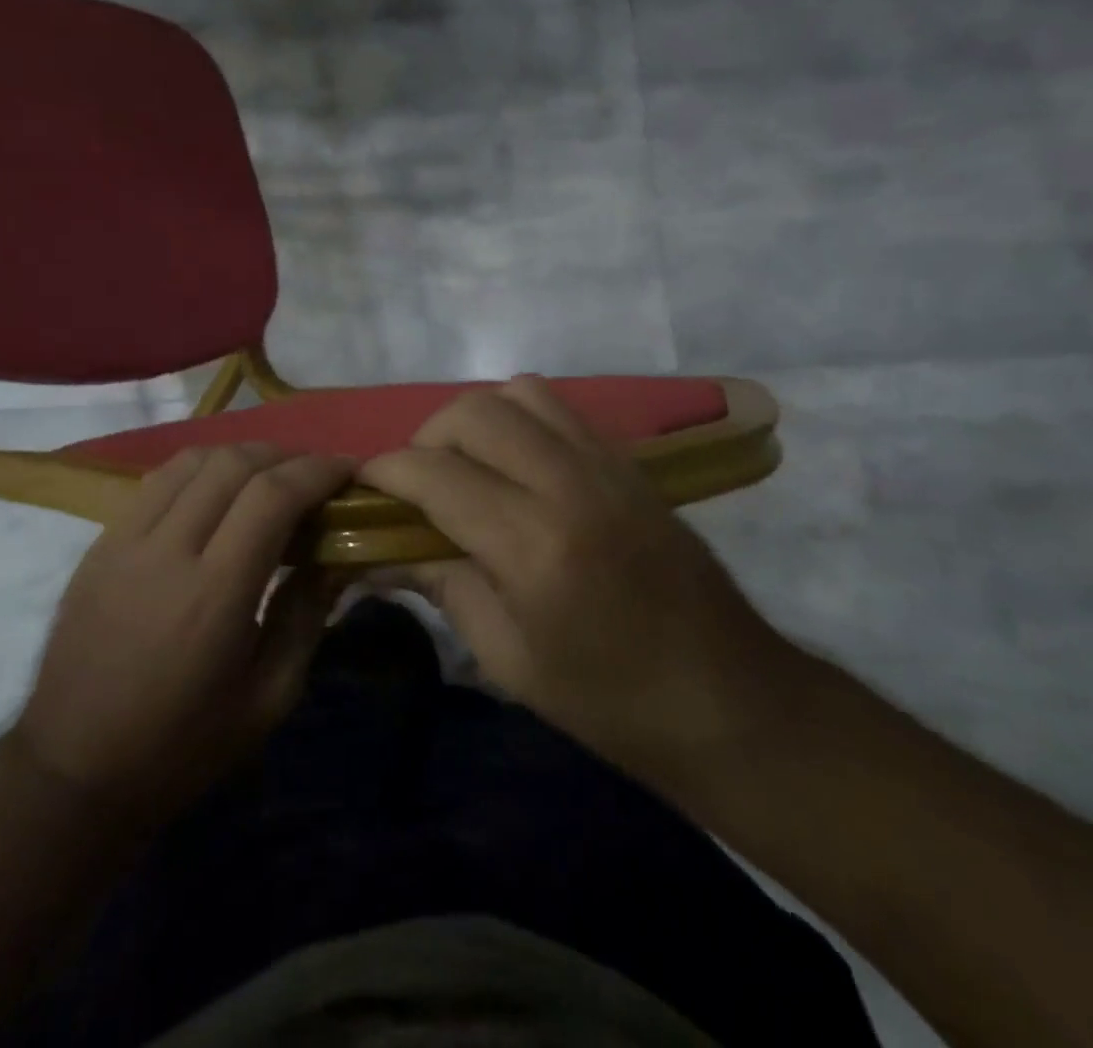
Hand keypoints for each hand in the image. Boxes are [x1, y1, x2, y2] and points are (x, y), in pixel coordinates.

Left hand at [14, 443, 353, 823]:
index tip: (347, 468)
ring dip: (240, 456)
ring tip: (267, 475)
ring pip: (191, 461)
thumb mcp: (267, 699)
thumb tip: (335, 559)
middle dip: (284, 455)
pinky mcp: (99, 544)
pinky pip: (156, 481)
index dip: (317, 470)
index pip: (272, 496)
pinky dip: (199, 471)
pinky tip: (215, 492)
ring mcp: (124, 541)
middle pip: (233, 464)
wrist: (72, 770)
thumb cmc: (182, 746)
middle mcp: (167, 551)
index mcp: (214, 594)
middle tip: (313, 473)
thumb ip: (306, 617)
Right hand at [361, 376, 799, 804]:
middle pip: (474, 413)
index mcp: (534, 544)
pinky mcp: (630, 462)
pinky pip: (561, 409)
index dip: (386, 472)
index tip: (363, 486)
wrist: (729, 699)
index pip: (435, 474)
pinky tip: (517, 467)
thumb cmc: (610, 701)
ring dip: (477, 419)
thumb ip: (440, 586)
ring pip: (519, 392)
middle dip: (427, 437)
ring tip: (468, 467)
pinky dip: (521, 420)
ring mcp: (607, 464)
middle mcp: (570, 484)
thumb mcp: (508, 658)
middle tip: (418, 484)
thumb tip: (376, 553)